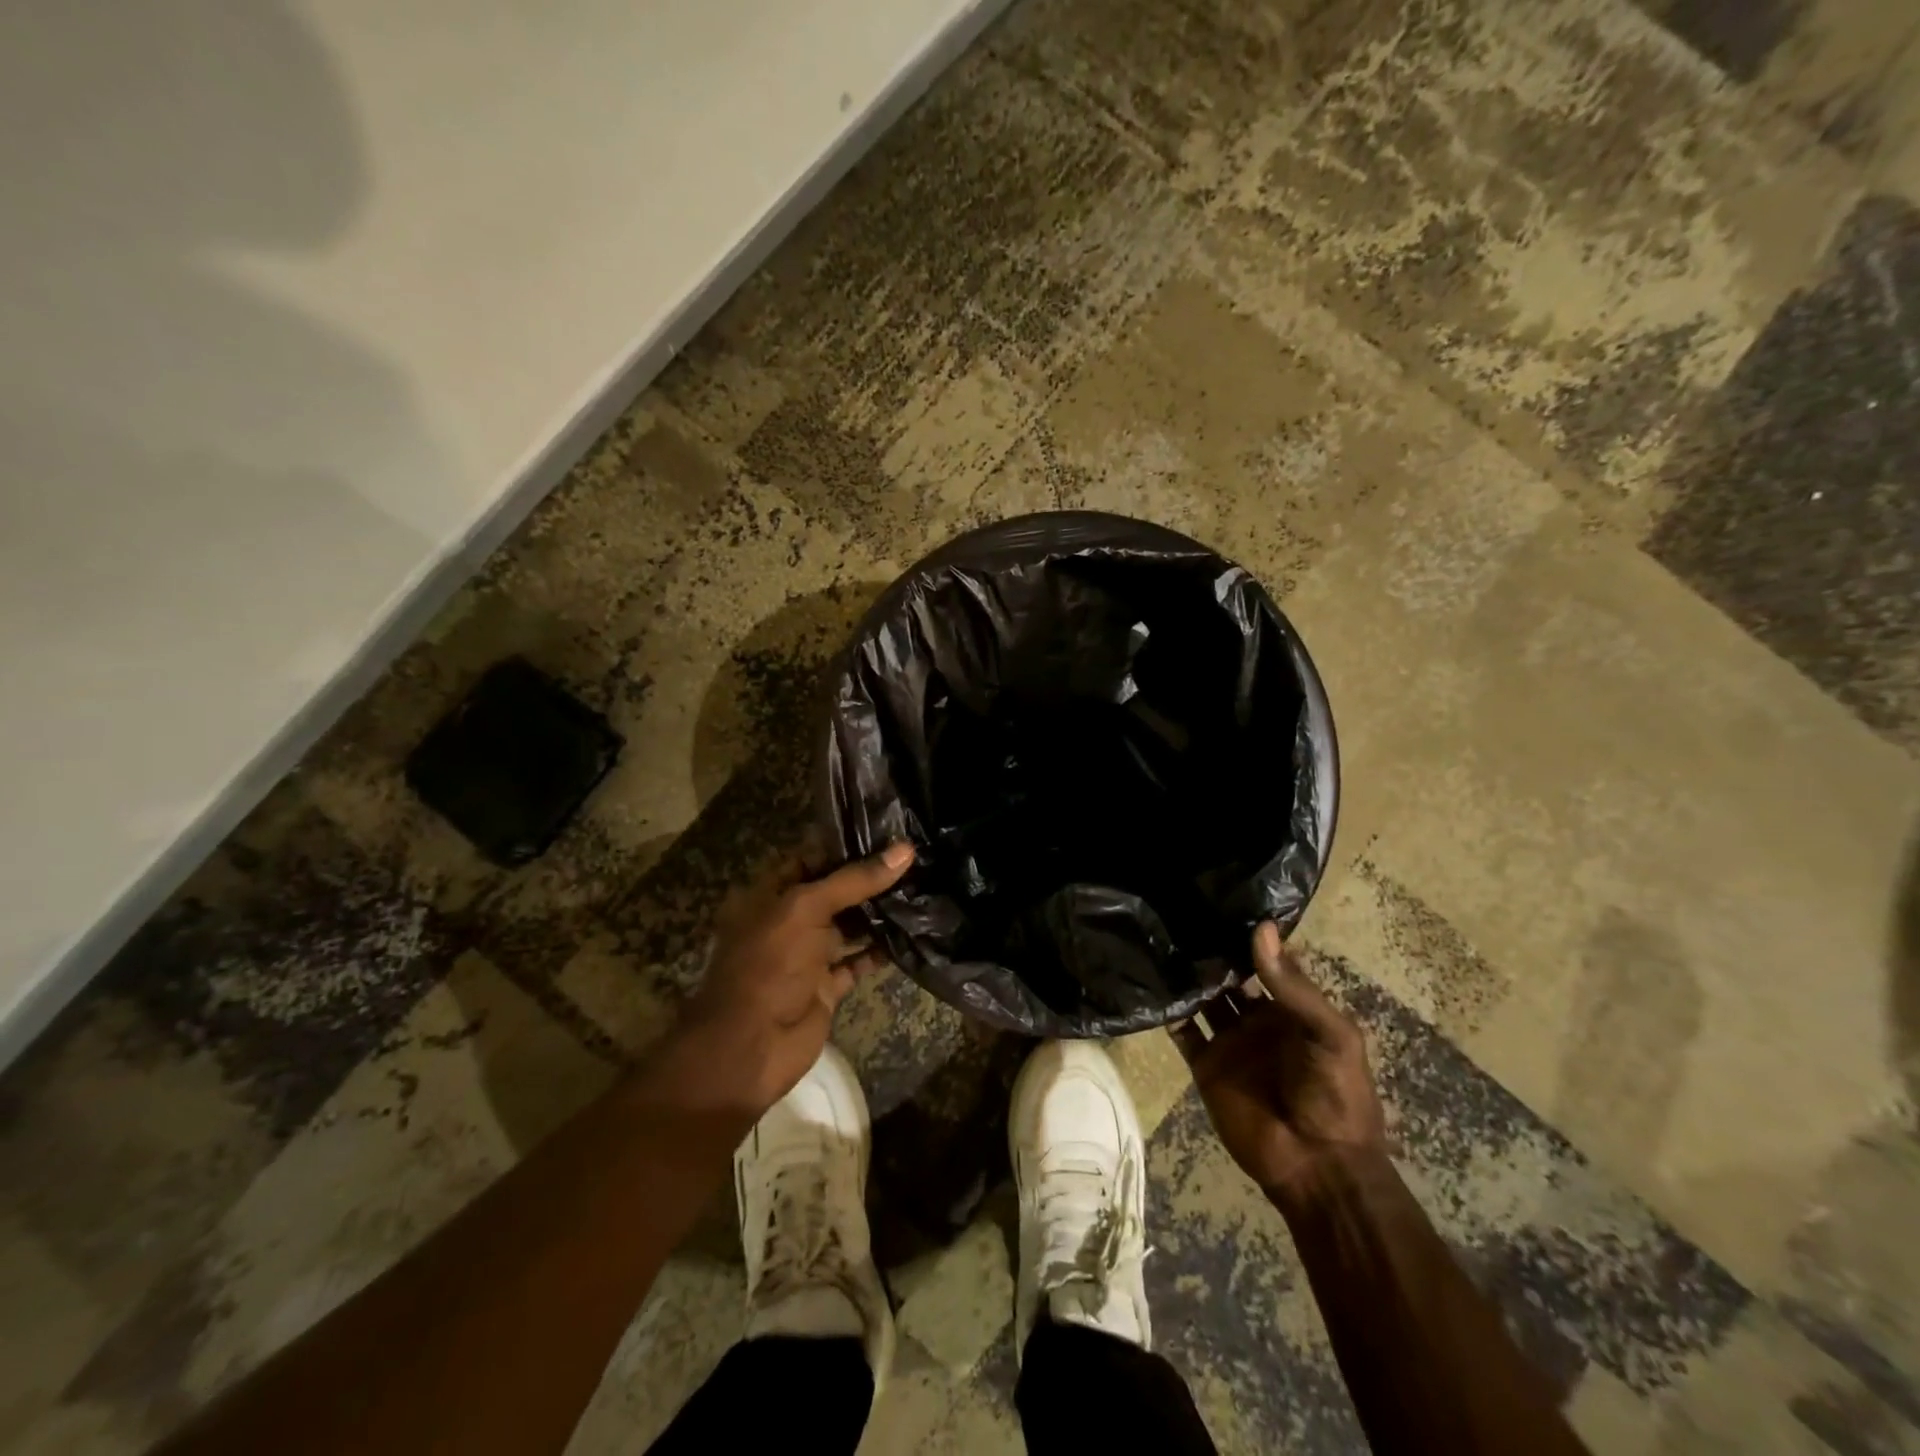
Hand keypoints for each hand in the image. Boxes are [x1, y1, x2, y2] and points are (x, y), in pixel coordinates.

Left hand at [672, 841, 914, 1118]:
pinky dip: (881, 951)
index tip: (889, 830)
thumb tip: (906, 849)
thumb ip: (855, 879)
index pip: (811, 857)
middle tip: (916, 857)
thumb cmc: (769, 964)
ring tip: (921, 887)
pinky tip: (912, 933)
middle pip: (833, 891)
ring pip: (848, 925)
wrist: (750, 1046)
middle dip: (870, 877)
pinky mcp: (825, 986)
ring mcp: (807, 954)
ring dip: (879, 912)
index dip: (846, 844)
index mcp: (770, 894)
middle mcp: (788, 920)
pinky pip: (857, 961)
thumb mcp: (807, 909)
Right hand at [1172, 922, 1386, 1201]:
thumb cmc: (1335, 1095)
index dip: (1249, 937)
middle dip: (1212, 951)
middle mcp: (1258, 1019)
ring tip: (1162, 938)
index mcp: (1293, 1009)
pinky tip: (1151, 983)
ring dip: (1188, 975)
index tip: (1222, 901)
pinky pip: (1183, 1031)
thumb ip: (1292, 986)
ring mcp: (1230, 1041)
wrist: (1317, 1167)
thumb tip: (1260, 928)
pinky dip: (1168, 1010)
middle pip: (1230, 976)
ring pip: (1203, 998)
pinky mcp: (1205, 1065)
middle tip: (1182, 913)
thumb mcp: (1330, 1035)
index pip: (1268, 962)